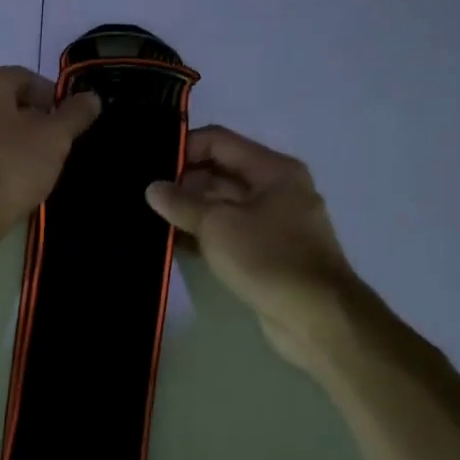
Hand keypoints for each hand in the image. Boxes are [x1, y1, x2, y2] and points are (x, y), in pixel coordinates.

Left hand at [0, 66, 100, 242]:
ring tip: (31, 165)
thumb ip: (74, 114)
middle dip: (31, 120)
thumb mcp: (54, 138)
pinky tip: (5, 178)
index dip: (54, 100)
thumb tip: (91, 98)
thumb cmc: (9, 165)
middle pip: (4, 102)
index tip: (68, 125)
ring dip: (10, 139)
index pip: (27, 79)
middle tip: (52, 145)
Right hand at [146, 126, 353, 363]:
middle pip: (220, 173)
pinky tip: (171, 244)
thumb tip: (153, 188)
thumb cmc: (268, 258)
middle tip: (143, 195)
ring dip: (189, 211)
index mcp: (273, 170)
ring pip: (223, 206)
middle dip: (183, 182)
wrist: (316, 317)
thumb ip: (181, 203)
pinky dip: (203, 235)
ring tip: (149, 218)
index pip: (219, 142)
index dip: (183, 148)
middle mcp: (277, 189)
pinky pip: (229, 233)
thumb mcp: (217, 225)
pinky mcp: (268, 253)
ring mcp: (274, 223)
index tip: (150, 165)